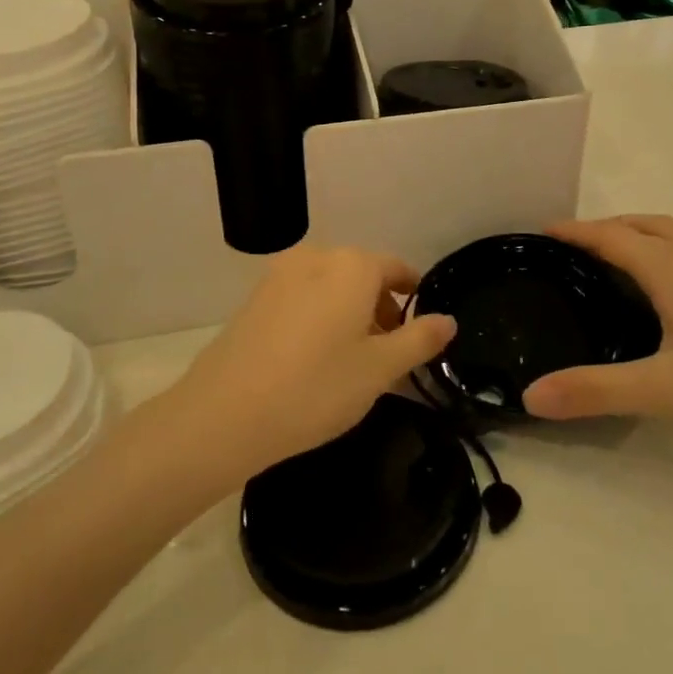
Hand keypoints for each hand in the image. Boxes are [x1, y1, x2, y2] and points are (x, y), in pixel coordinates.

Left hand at [166, 246, 456, 480]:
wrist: (224, 415)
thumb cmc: (316, 388)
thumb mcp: (380, 369)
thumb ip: (419, 339)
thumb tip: (448, 320)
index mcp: (352, 266)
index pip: (397, 269)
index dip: (414, 297)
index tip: (421, 330)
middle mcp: (316, 258)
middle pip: (363, 276)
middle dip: (382, 309)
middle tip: (390, 357)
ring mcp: (280, 275)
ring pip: (331, 288)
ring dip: (350, 315)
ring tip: (353, 363)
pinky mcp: (255, 298)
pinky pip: (303, 298)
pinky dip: (320, 318)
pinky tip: (314, 361)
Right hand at [521, 215, 672, 446]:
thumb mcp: (664, 390)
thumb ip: (595, 391)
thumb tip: (529, 396)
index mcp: (672, 268)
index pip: (611, 236)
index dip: (574, 232)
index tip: (539, 233)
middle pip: (640, 224)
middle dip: (601, 228)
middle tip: (567, 251)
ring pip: (667, 233)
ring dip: (632, 235)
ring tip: (606, 261)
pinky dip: (657, 249)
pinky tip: (661, 286)